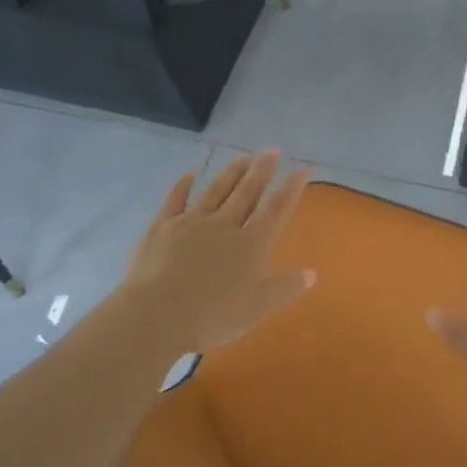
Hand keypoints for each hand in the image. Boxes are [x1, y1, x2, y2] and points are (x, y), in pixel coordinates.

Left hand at [121, 151, 315, 354]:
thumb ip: (283, 288)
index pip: (277, 209)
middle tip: (271, 151)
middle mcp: (224, 225)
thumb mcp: (256, 308)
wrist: (156, 313)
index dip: (291, 188)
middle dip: (261, 171)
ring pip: (215, 191)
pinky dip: (183, 186)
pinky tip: (189, 175)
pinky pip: (175, 200)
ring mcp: (191, 222)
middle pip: (247, 192)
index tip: (302, 169)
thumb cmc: (211, 316)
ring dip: (230, 173)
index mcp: (251, 244)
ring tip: (242, 157)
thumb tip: (311, 273)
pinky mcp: (162, 227)